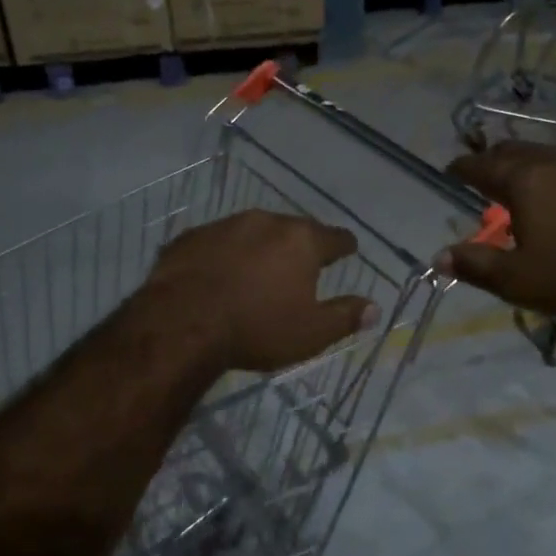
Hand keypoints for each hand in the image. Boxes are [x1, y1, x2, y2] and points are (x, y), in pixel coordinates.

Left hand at [144, 210, 376, 372]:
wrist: (180, 323)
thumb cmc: (256, 328)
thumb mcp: (310, 333)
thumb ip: (345, 317)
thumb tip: (374, 308)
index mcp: (301, 241)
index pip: (335, 238)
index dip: (344, 246)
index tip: (348, 250)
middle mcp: (265, 222)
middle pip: (293, 230)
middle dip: (299, 245)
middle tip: (301, 265)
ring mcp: (224, 225)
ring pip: (252, 232)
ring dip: (259, 247)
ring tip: (257, 271)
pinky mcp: (190, 237)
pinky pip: (217, 243)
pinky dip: (224, 255)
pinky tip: (218, 275)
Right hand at [438, 142, 555, 321]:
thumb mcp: (519, 281)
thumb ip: (476, 266)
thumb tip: (440, 256)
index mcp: (525, 181)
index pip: (481, 166)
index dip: (461, 168)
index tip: (450, 172)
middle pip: (515, 151)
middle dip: (493, 161)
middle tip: (483, 178)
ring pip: (549, 156)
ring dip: (529, 167)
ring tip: (525, 190)